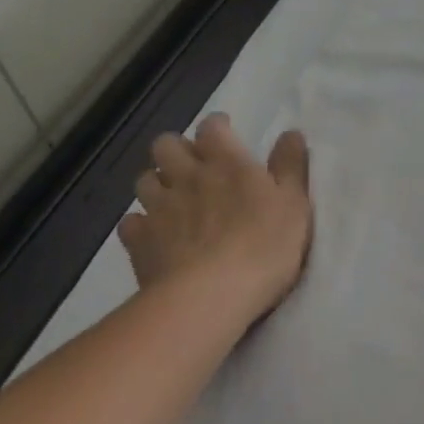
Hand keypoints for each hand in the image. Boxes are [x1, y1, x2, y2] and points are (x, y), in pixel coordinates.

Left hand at [119, 113, 312, 321]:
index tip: (225, 134)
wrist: (210, 297)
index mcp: (226, 162)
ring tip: (171, 199)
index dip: (217, 127)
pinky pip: (130, 223)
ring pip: (144, 179)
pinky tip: (152, 235)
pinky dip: (140, 224)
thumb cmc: (263, 246)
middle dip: (176, 149)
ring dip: (157, 183)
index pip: (211, 127)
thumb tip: (291, 132)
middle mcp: (187, 176)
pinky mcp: (139, 242)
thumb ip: (290, 165)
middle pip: (166, 144)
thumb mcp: (294, 204)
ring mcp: (158, 208)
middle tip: (193, 166)